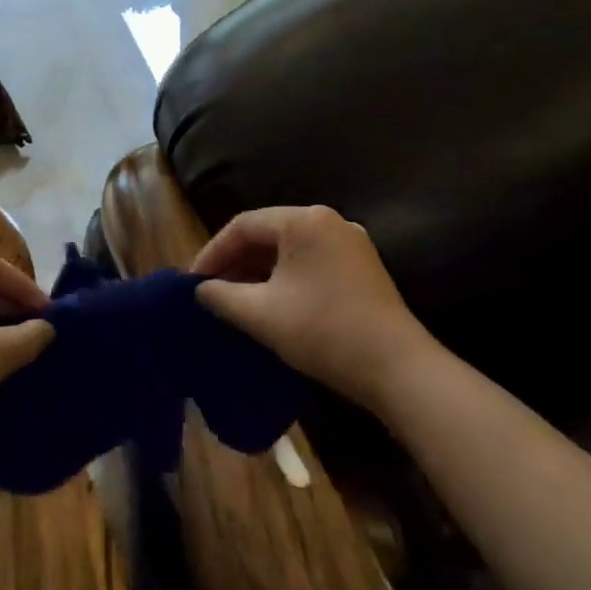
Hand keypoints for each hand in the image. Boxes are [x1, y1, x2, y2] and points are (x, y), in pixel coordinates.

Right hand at [193, 206, 443, 409]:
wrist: (397, 368)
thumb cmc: (323, 331)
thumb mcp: (261, 314)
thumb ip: (221, 296)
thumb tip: (200, 290)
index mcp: (304, 221)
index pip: (243, 225)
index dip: (212, 252)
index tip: (192, 282)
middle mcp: (329, 222)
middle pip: (267, 233)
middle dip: (235, 262)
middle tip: (210, 290)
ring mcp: (350, 244)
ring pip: (289, 250)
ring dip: (258, 271)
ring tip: (234, 299)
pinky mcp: (361, 267)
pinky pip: (310, 262)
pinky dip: (284, 278)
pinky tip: (270, 303)